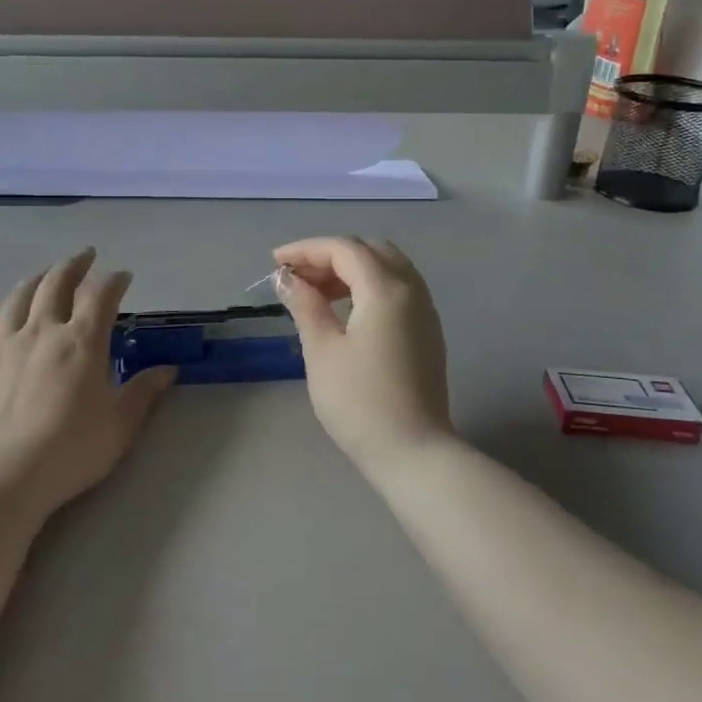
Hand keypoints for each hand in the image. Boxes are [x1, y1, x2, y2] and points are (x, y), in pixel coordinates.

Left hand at [0, 249, 176, 518]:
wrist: (3, 478)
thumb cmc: (70, 452)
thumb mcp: (120, 426)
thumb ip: (144, 392)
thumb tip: (168, 369)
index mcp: (82, 343)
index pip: (101, 297)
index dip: (114, 282)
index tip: (123, 276)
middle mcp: (43, 331)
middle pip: (58, 285)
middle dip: (75, 266)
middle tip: (85, 257)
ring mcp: (3, 344)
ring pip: (20, 297)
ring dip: (37, 278)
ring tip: (47, 272)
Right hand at [271, 237, 453, 468]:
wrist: (413, 452)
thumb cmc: (359, 402)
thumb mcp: (322, 350)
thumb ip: (305, 305)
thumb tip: (286, 278)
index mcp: (386, 289)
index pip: (344, 249)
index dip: (306, 250)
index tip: (274, 263)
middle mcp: (412, 290)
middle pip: (370, 250)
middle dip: (330, 256)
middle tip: (297, 277)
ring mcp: (425, 311)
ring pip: (387, 268)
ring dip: (350, 270)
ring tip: (316, 292)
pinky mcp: (427, 331)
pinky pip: (397, 289)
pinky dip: (369, 286)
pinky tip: (345, 310)